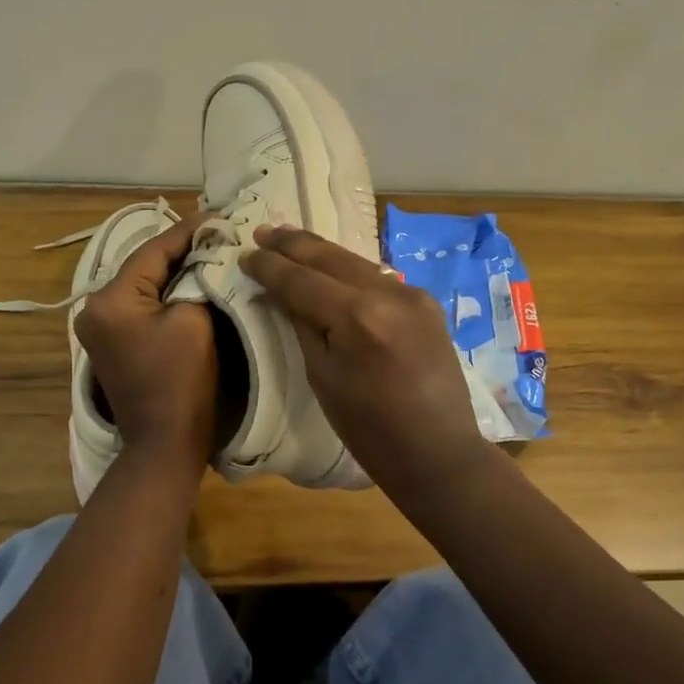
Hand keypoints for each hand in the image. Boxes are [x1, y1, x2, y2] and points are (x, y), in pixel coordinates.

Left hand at [75, 214, 217, 472]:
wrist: (165, 444)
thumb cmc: (183, 382)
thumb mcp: (195, 321)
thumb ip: (197, 279)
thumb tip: (207, 254)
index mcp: (110, 300)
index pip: (153, 251)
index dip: (189, 231)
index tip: (219, 215)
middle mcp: (94, 308)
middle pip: (144, 266)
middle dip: (181, 249)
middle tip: (217, 230)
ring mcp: (99, 327)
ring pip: (142, 285)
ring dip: (174, 270)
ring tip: (208, 249)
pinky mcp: (111, 343)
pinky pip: (140, 306)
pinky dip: (164, 293)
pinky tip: (190, 280)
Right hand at [244, 225, 488, 491]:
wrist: (438, 453)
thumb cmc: (370, 430)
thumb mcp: (323, 378)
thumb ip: (303, 325)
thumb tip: (283, 292)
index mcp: (358, 317)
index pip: (301, 280)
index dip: (270, 266)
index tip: (245, 254)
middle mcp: (388, 294)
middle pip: (330, 257)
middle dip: (293, 244)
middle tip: (263, 230)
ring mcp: (413, 295)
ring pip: (355, 262)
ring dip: (320, 252)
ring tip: (289, 240)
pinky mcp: (426, 303)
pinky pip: (377, 277)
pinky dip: (348, 270)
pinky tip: (330, 266)